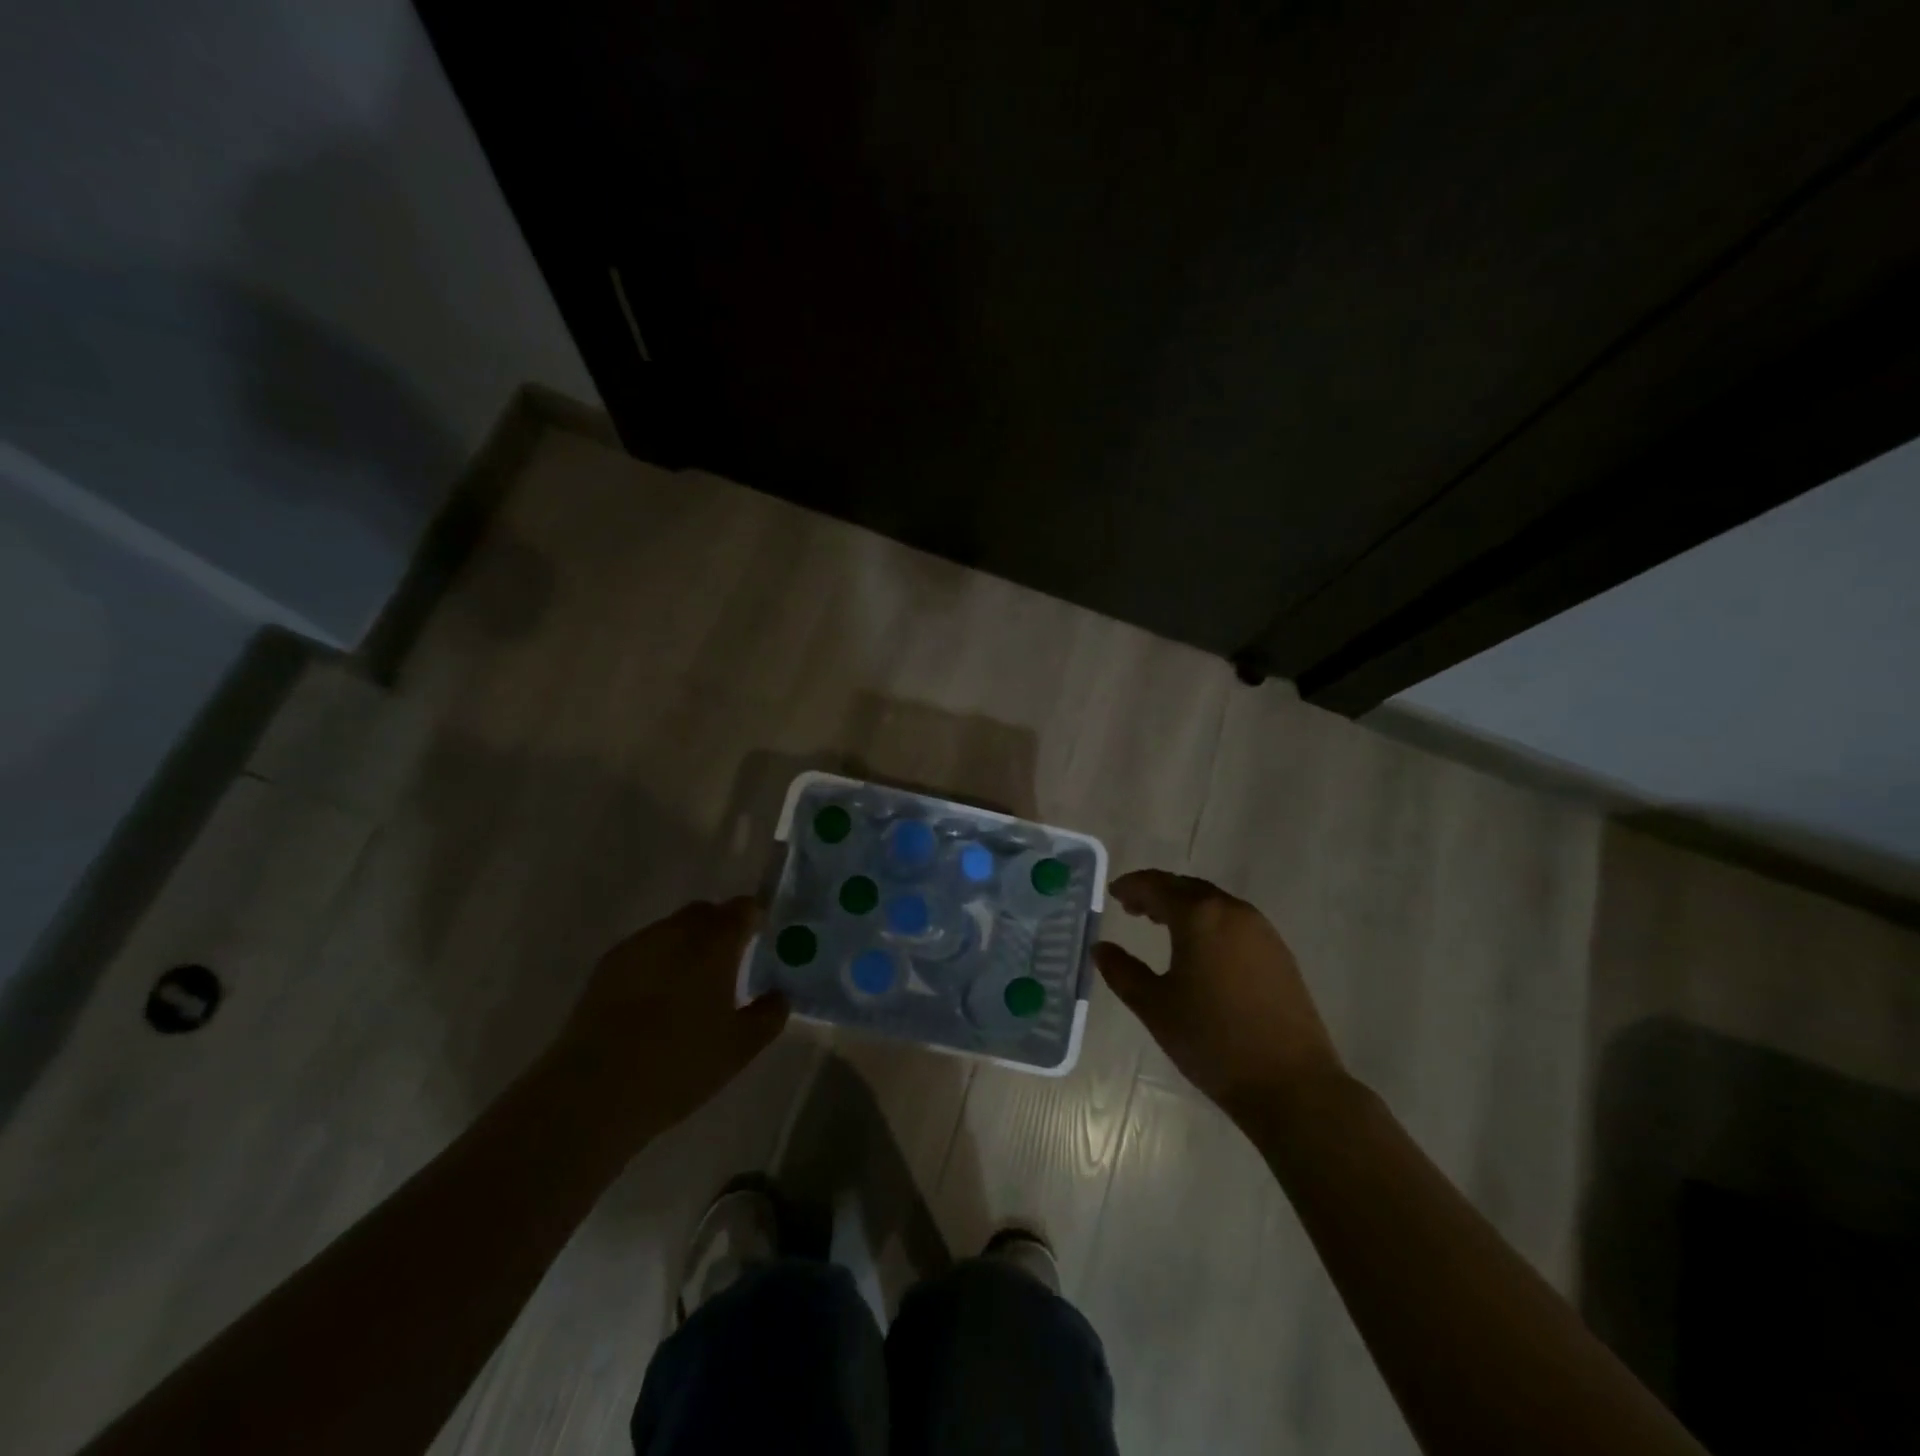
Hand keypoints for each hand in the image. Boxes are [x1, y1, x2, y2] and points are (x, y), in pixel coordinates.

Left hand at [549, 898, 788, 1147]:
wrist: (593, 1092)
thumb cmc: (679, 1065)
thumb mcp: (739, 1048)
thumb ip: (769, 1015)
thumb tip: (780, 995)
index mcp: (714, 943)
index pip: (743, 908)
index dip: (756, 919)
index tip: (762, 939)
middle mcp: (676, 932)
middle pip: (705, 912)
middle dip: (721, 928)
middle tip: (730, 963)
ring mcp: (637, 946)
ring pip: (672, 929)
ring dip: (687, 944)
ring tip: (692, 984)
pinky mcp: (606, 967)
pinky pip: (644, 950)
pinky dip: (658, 961)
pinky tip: (657, 999)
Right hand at [1094, 870, 1343, 1121]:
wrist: (1291, 1084)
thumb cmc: (1212, 1041)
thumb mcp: (1155, 1007)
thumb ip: (1122, 971)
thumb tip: (1100, 948)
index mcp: (1199, 916)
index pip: (1157, 886)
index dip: (1132, 886)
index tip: (1113, 893)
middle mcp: (1232, 911)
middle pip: (1187, 888)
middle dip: (1157, 893)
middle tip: (1132, 908)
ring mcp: (1262, 931)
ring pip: (1213, 903)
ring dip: (1184, 906)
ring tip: (1161, 924)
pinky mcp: (1279, 953)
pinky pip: (1234, 921)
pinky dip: (1209, 922)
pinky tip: (1200, 949)